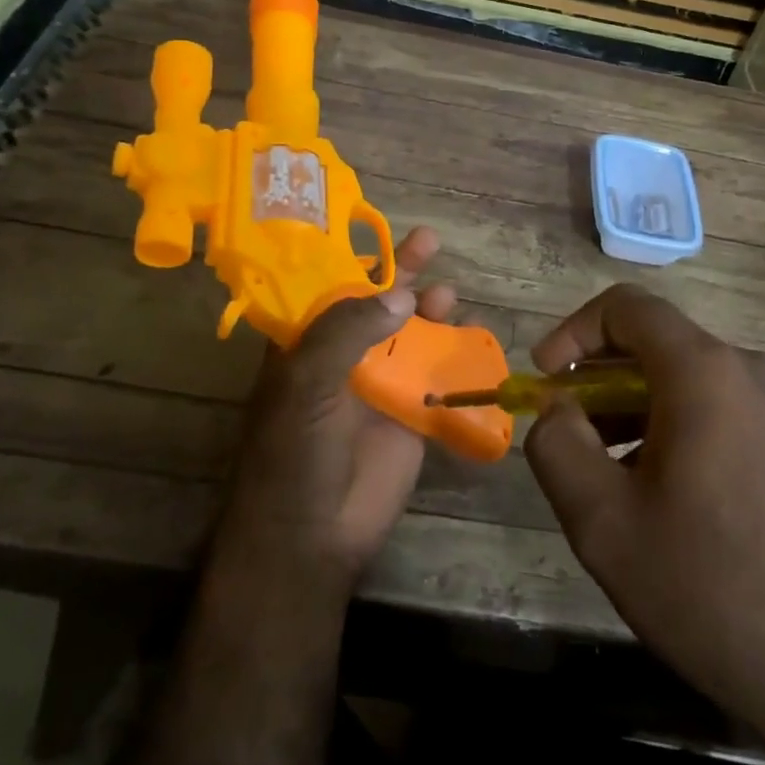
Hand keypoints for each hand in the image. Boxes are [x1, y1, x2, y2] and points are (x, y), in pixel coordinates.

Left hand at [215, 226, 454, 591]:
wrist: (312, 536)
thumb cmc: (294, 453)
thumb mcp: (307, 382)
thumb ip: (348, 331)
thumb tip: (402, 294)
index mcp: (305, 345)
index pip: (331, 287)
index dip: (355, 257)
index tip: (381, 228)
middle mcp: (341, 358)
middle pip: (375, 304)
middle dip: (399, 273)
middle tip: (429, 241)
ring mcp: (377, 386)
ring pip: (409, 334)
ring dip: (428, 309)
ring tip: (447, 291)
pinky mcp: (410, 415)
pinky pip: (435, 375)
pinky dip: (453, 353)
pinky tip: (470, 334)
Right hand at [523, 285, 764, 764]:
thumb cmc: (707, 585)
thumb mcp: (602, 521)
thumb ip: (556, 445)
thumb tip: (557, 411)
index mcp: (704, 371)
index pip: (625, 306)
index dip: (572, 332)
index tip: (546, 380)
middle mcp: (746, 371)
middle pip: (653, 341)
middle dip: (597, 376)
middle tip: (567, 430)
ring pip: (681, 377)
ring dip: (629, 405)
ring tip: (602, 469)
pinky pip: (711, 406)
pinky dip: (666, 424)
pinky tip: (652, 489)